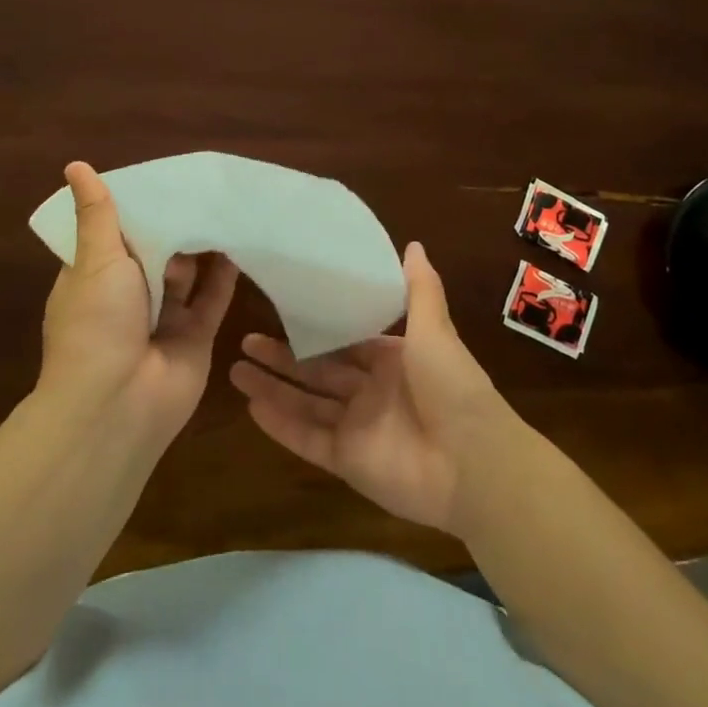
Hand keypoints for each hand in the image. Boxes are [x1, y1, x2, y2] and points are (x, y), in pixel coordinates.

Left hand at [39, 162, 239, 447]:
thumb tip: (74, 166)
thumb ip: (97, 214)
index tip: (163, 177)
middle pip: (156, 251)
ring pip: (188, 274)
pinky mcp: (195, 336)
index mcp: (95, 277)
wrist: (117, 405)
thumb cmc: (97, 323)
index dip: (136, 207)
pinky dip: (226, 275)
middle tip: (205, 186)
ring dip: (203, 247)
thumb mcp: (95, 259)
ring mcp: (163, 318)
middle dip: (175, 225)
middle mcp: (129, 296)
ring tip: (228, 207)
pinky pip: (213, 299)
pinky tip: (242, 242)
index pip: (115, 233)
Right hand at [229, 242, 516, 535]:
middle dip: (283, 357)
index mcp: (392, 359)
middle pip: (318, 371)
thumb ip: (420, 290)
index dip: (316, 328)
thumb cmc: (451, 386)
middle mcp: (372, 392)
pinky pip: (308, 440)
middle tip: (246, 341)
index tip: (283, 311)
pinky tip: (251, 406)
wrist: (473, 463)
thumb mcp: (434, 329)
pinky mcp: (348, 462)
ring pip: (306, 404)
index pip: (347, 341)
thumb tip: (412, 243)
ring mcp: (358, 428)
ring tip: (234, 370)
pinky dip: (281, 426)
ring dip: (273, 388)